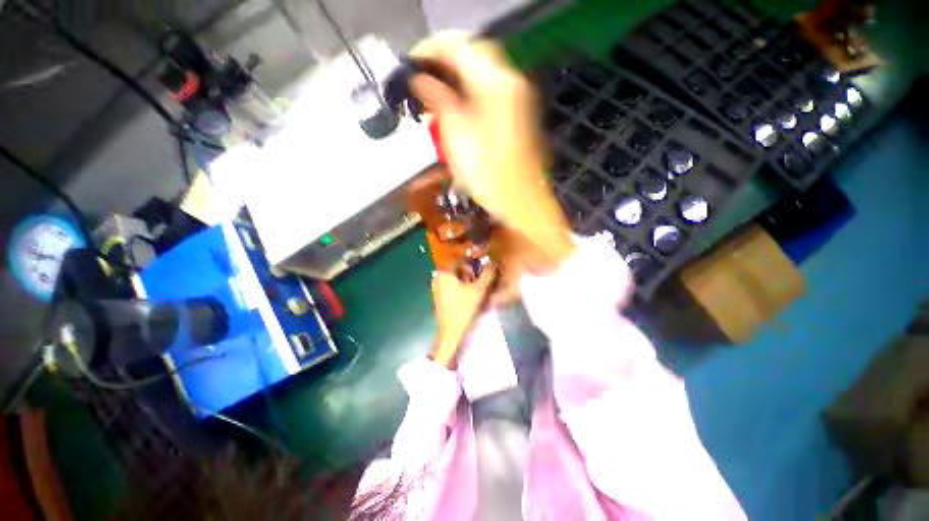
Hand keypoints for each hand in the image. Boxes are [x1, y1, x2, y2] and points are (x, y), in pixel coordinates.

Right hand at [411, 32, 575, 272]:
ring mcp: (516, 99)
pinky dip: (467, 92)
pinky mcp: (516, 115)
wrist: (520, 203)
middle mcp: (510, 83)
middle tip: (419, 80)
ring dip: (454, 77)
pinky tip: (453, 107)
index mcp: (495, 84)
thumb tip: (420, 81)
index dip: (429, 51)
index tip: (409, 65)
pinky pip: (487, 91)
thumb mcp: (456, 137)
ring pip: (480, 73)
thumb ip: (438, 100)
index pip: (457, 46)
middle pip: (471, 55)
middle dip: (442, 62)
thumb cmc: (489, 176)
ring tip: (432, 94)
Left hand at [430, 267, 495, 367]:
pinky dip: (461, 286)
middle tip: (481, 279)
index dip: (474, 261)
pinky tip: (469, 295)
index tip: (482, 267)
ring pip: (455, 277)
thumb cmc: (463, 309)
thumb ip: (487, 274)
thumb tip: (494, 263)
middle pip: (458, 268)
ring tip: (477, 288)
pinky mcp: (439, 296)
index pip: (460, 259)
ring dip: (467, 279)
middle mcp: (438, 277)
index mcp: (444, 272)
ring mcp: (437, 287)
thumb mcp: (478, 291)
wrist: (450, 332)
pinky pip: (451, 285)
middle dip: (471, 271)